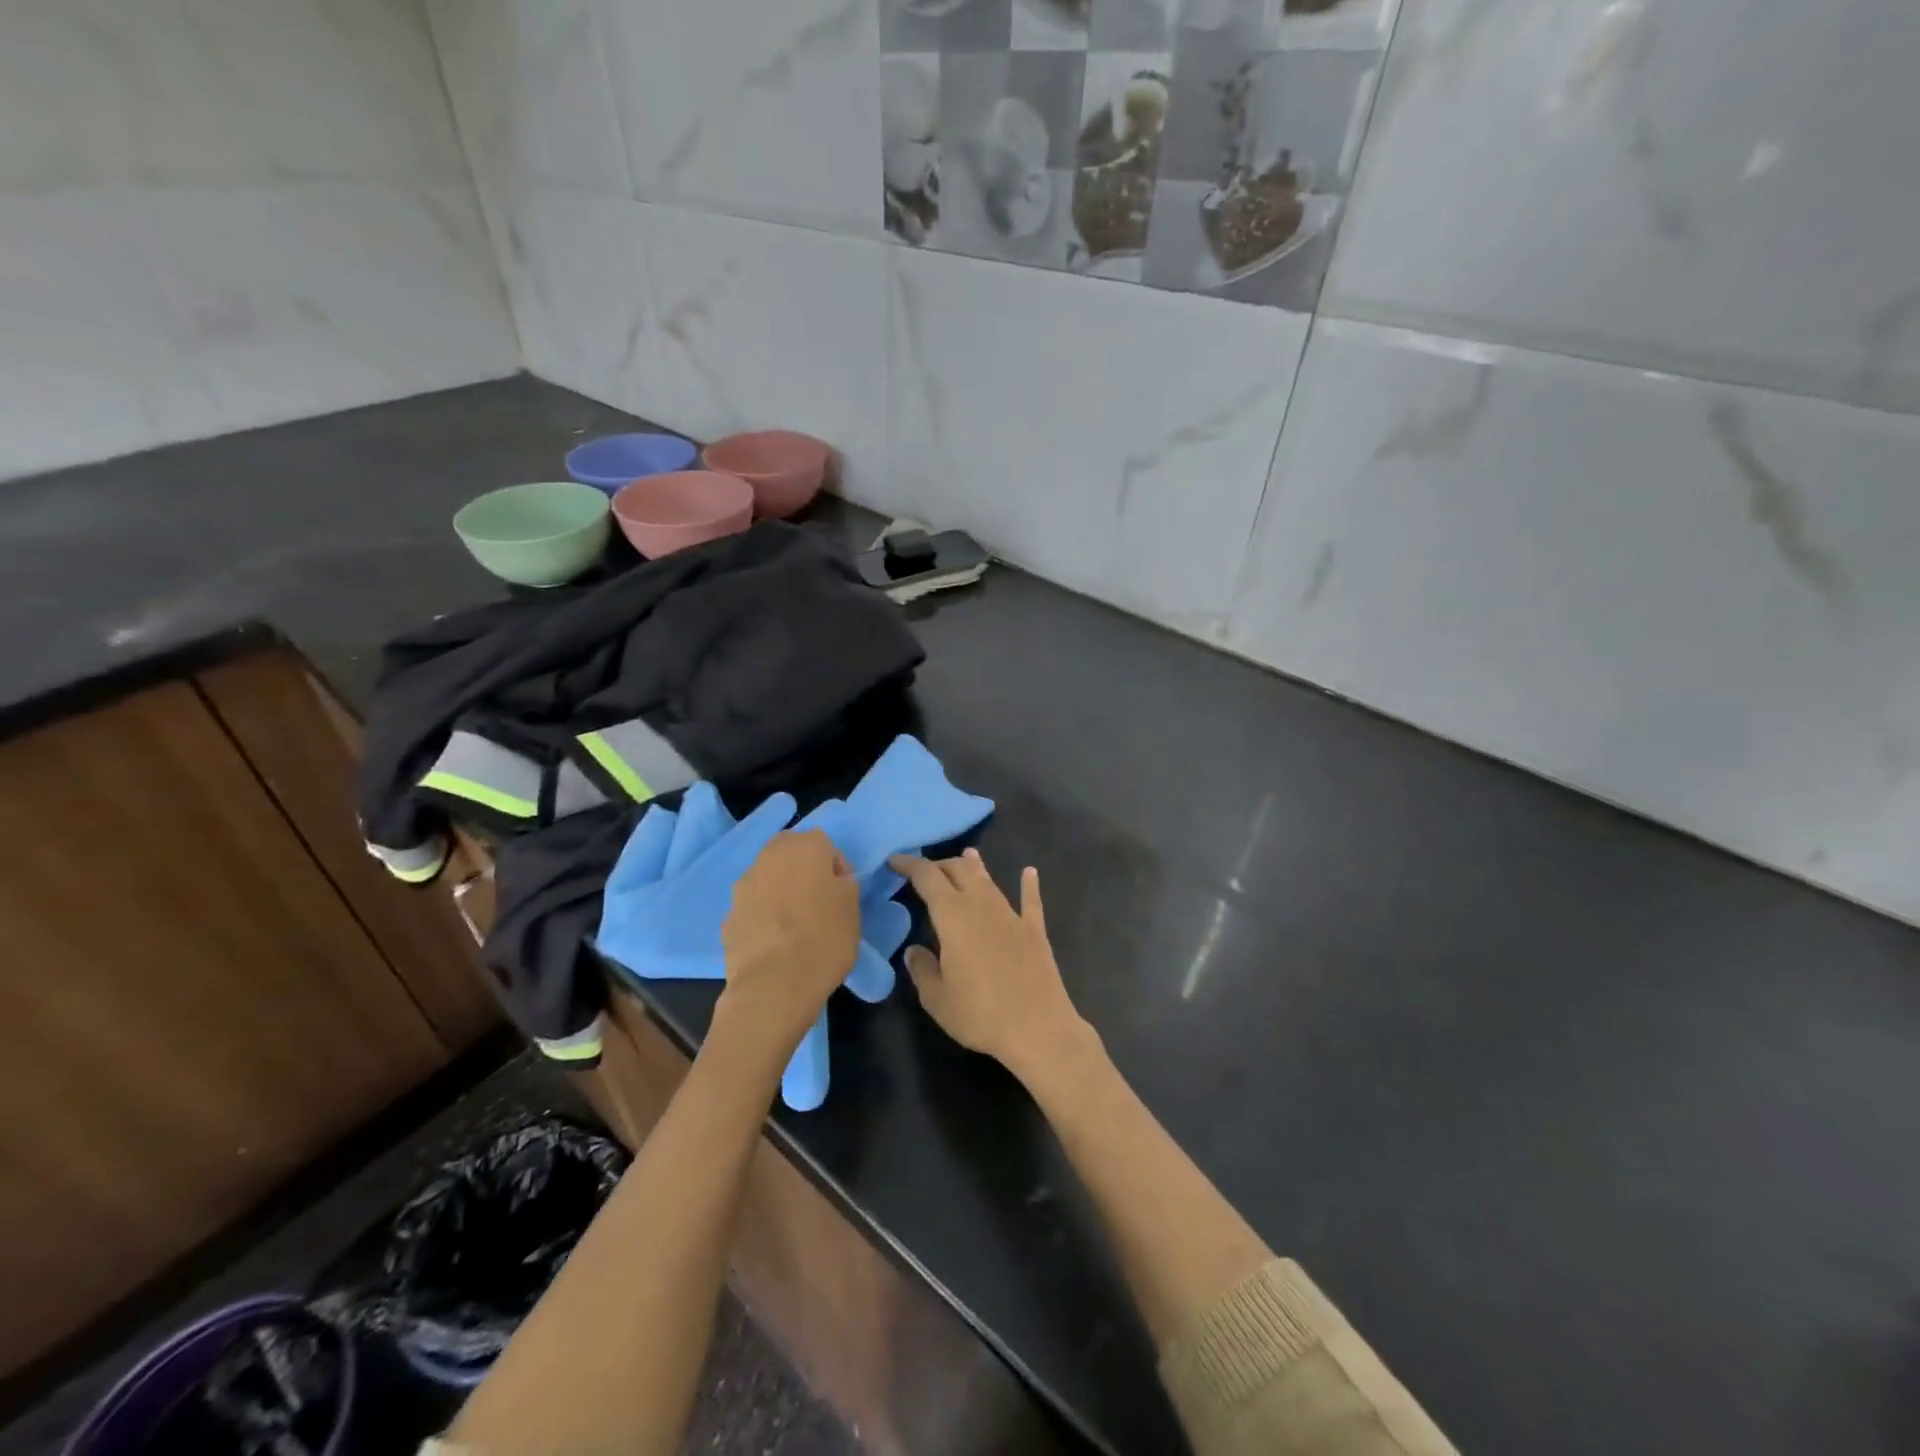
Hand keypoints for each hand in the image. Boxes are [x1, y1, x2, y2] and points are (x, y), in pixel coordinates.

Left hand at [718, 830, 859, 1057]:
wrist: (773, 986)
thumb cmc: (824, 939)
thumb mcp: (853, 907)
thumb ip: (844, 882)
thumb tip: (832, 879)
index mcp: (804, 847)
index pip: (825, 844)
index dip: (836, 868)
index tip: (842, 894)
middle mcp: (769, 857)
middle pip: (790, 854)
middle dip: (803, 871)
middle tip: (818, 903)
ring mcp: (743, 886)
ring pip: (768, 879)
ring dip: (780, 892)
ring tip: (795, 926)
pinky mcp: (728, 916)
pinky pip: (753, 907)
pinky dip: (763, 916)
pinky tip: (775, 943)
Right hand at [889, 849, 1091, 1083]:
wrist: (1038, 1028)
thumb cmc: (980, 1013)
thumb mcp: (937, 998)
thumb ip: (922, 969)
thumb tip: (914, 950)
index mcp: (953, 915)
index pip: (927, 877)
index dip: (909, 865)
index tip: (894, 861)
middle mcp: (982, 905)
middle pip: (959, 870)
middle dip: (940, 865)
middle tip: (925, 871)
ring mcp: (1011, 915)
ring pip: (989, 880)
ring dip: (975, 867)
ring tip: (967, 855)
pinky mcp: (1034, 930)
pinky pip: (1030, 900)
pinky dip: (1028, 884)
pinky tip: (1029, 872)